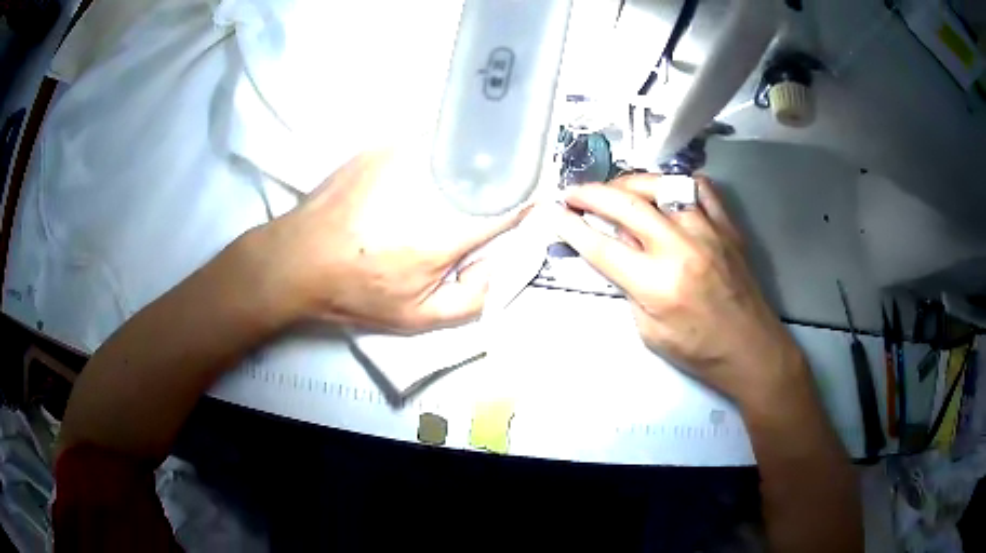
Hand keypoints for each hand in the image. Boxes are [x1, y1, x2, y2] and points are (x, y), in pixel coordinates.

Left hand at [254, 148, 526, 331]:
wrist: (298, 258)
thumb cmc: (356, 292)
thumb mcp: (416, 318)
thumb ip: (472, 299)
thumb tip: (500, 266)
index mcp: (447, 231)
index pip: (508, 205)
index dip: (526, 202)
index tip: (531, 204)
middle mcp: (433, 186)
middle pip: (489, 170)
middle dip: (502, 180)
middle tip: (495, 195)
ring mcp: (406, 157)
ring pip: (461, 149)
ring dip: (473, 162)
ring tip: (466, 180)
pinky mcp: (384, 146)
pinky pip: (430, 141)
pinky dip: (443, 151)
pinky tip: (433, 168)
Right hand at [551, 174, 803, 402]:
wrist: (750, 349)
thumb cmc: (697, 352)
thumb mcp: (649, 332)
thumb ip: (629, 287)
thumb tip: (616, 249)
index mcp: (657, 284)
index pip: (602, 247)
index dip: (571, 227)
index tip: (553, 212)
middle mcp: (680, 247)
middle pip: (626, 205)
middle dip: (591, 194)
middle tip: (572, 193)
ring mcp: (708, 230)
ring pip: (662, 185)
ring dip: (630, 182)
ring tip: (615, 189)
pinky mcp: (727, 226)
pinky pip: (700, 187)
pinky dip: (676, 183)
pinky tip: (664, 191)